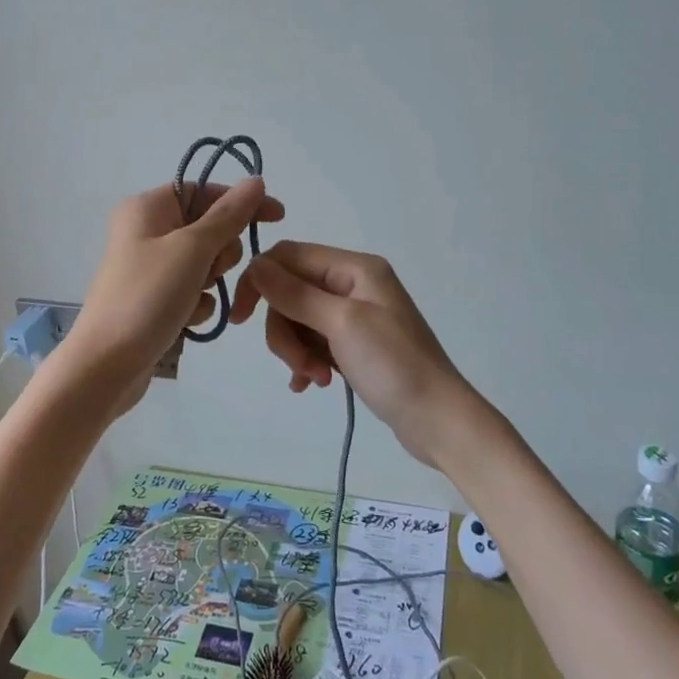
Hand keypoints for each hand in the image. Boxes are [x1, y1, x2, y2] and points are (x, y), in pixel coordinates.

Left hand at [64, 180, 283, 413]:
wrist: (105, 365)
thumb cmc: (147, 297)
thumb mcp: (192, 250)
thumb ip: (228, 215)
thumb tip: (256, 181)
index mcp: (147, 207)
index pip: (205, 190)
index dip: (241, 202)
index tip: (278, 217)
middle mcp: (146, 230)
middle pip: (208, 227)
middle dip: (221, 251)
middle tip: (210, 271)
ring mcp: (150, 267)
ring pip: (205, 262)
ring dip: (210, 282)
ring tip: (193, 300)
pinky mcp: (154, 298)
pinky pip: (192, 290)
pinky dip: (197, 304)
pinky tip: (185, 321)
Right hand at [231, 242, 475, 467]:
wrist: (439, 421)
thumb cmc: (394, 365)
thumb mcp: (341, 324)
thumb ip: (295, 294)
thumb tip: (255, 265)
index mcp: (354, 268)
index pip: (288, 257)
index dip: (259, 282)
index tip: (239, 318)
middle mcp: (352, 284)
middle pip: (290, 292)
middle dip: (285, 330)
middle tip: (298, 365)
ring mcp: (354, 315)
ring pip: (298, 320)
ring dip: (297, 351)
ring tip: (316, 379)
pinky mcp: (354, 345)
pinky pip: (313, 342)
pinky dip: (306, 361)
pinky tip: (311, 385)